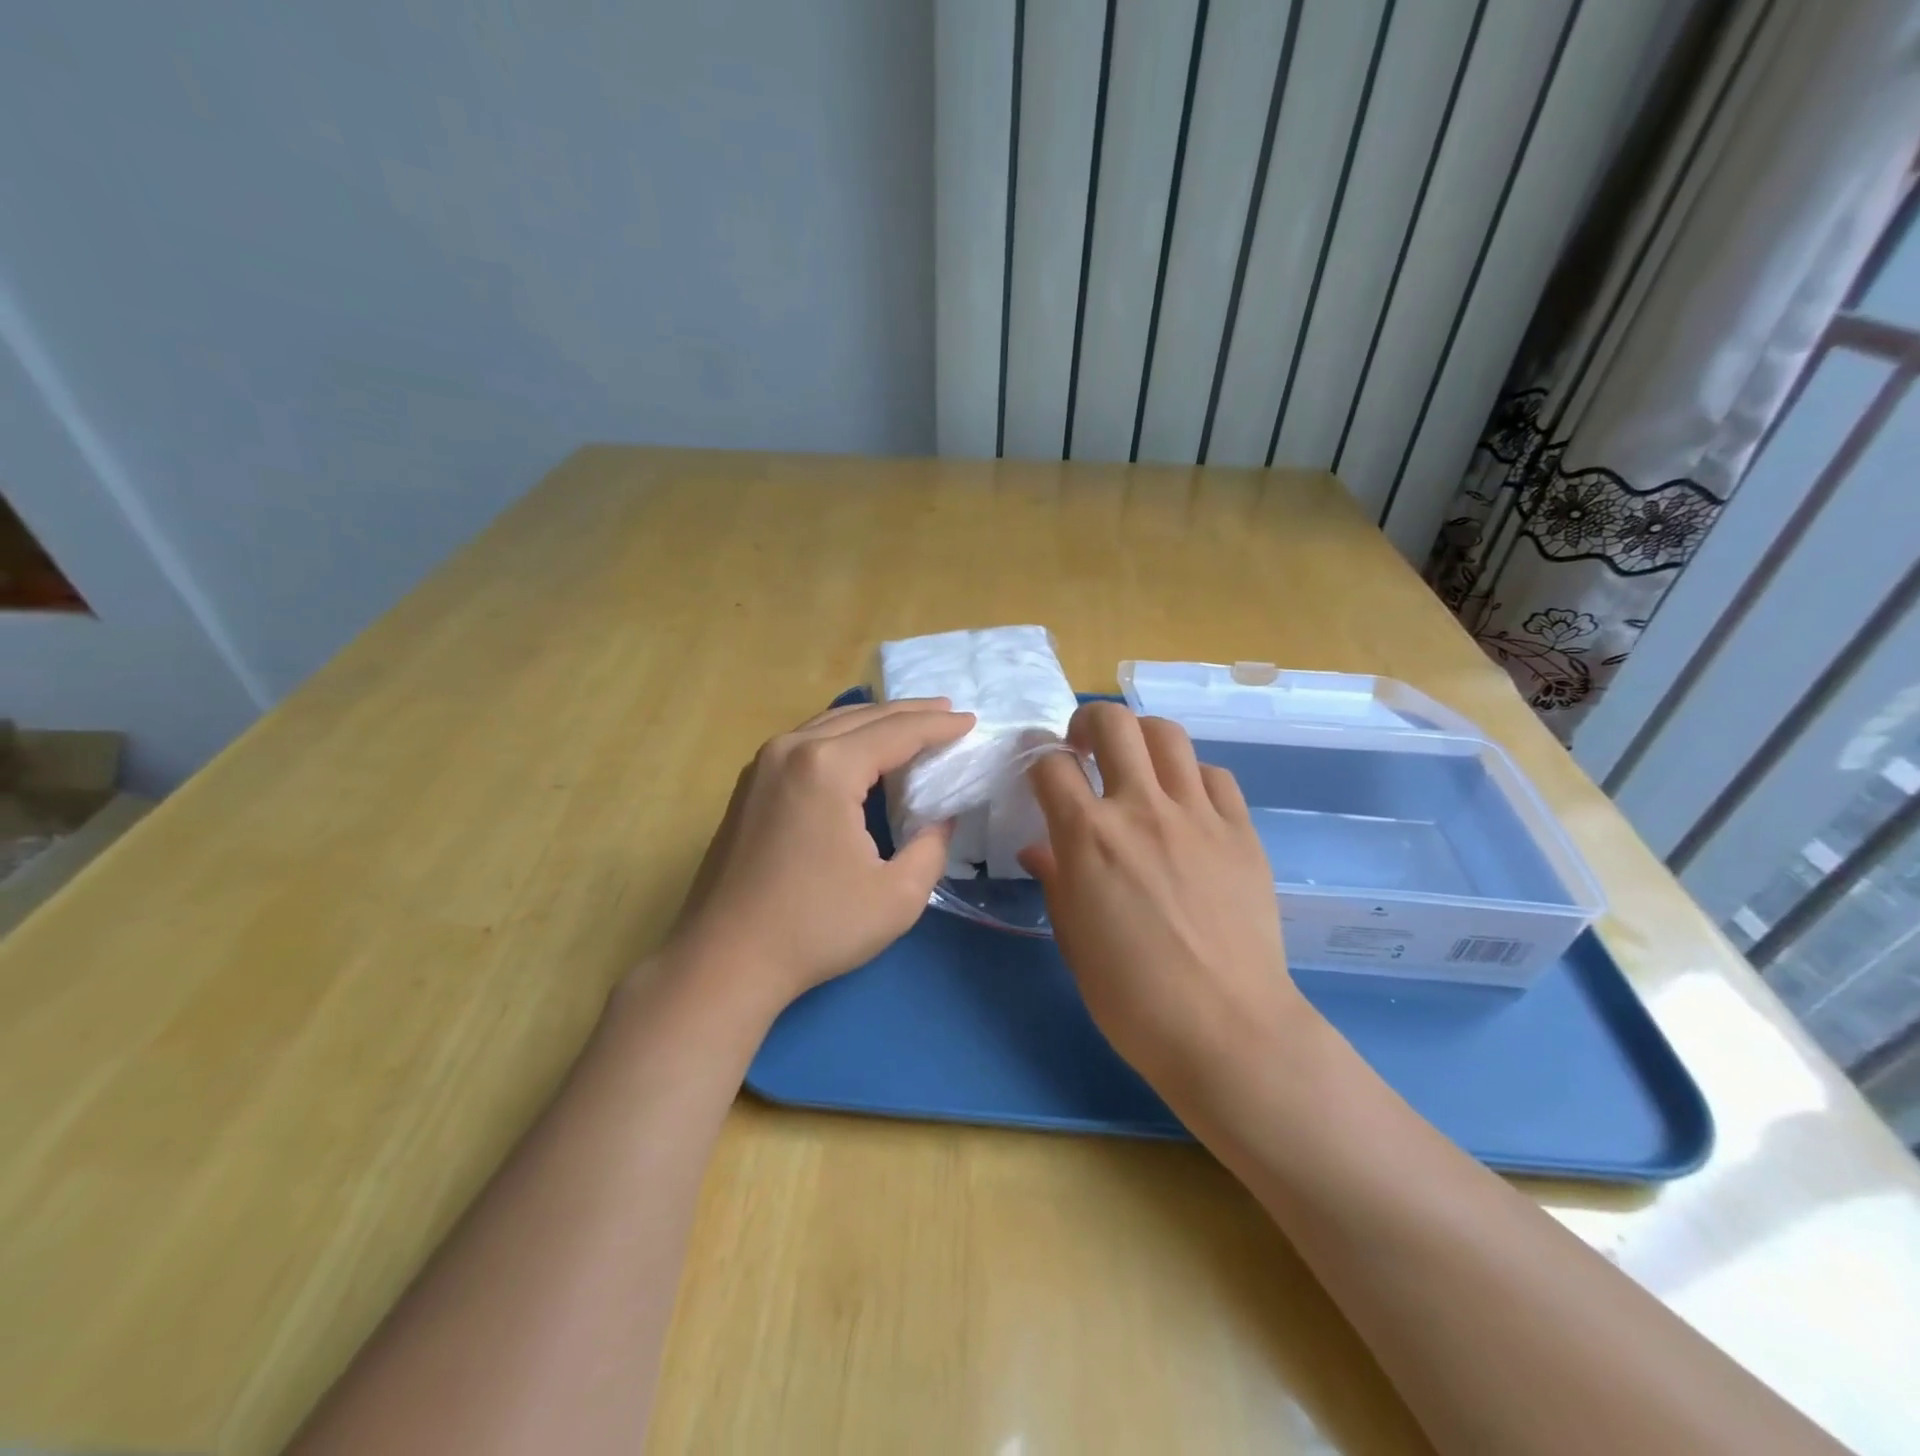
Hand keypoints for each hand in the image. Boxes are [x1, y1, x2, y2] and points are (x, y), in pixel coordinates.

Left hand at [664, 698, 974, 1017]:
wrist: (725, 959)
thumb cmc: (816, 928)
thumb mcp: (898, 896)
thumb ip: (931, 847)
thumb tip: (939, 818)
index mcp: (828, 767)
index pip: (898, 732)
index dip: (939, 726)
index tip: (971, 722)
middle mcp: (792, 749)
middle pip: (864, 717)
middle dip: (910, 714)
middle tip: (948, 713)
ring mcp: (763, 763)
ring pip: (831, 724)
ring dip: (876, 722)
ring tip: (912, 724)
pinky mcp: (750, 784)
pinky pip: (807, 742)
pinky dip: (843, 737)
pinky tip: (860, 751)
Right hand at [1020, 703, 1316, 1102]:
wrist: (1227, 1028)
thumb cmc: (1133, 997)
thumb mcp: (1074, 940)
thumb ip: (1055, 881)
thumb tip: (1038, 849)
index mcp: (1089, 837)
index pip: (1052, 766)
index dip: (1037, 761)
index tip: (1039, 772)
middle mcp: (1141, 809)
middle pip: (1113, 723)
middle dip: (1088, 722)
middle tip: (1084, 748)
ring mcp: (1198, 815)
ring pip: (1167, 735)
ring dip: (1141, 737)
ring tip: (1135, 764)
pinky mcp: (1241, 830)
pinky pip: (1215, 776)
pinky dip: (1192, 776)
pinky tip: (1186, 802)